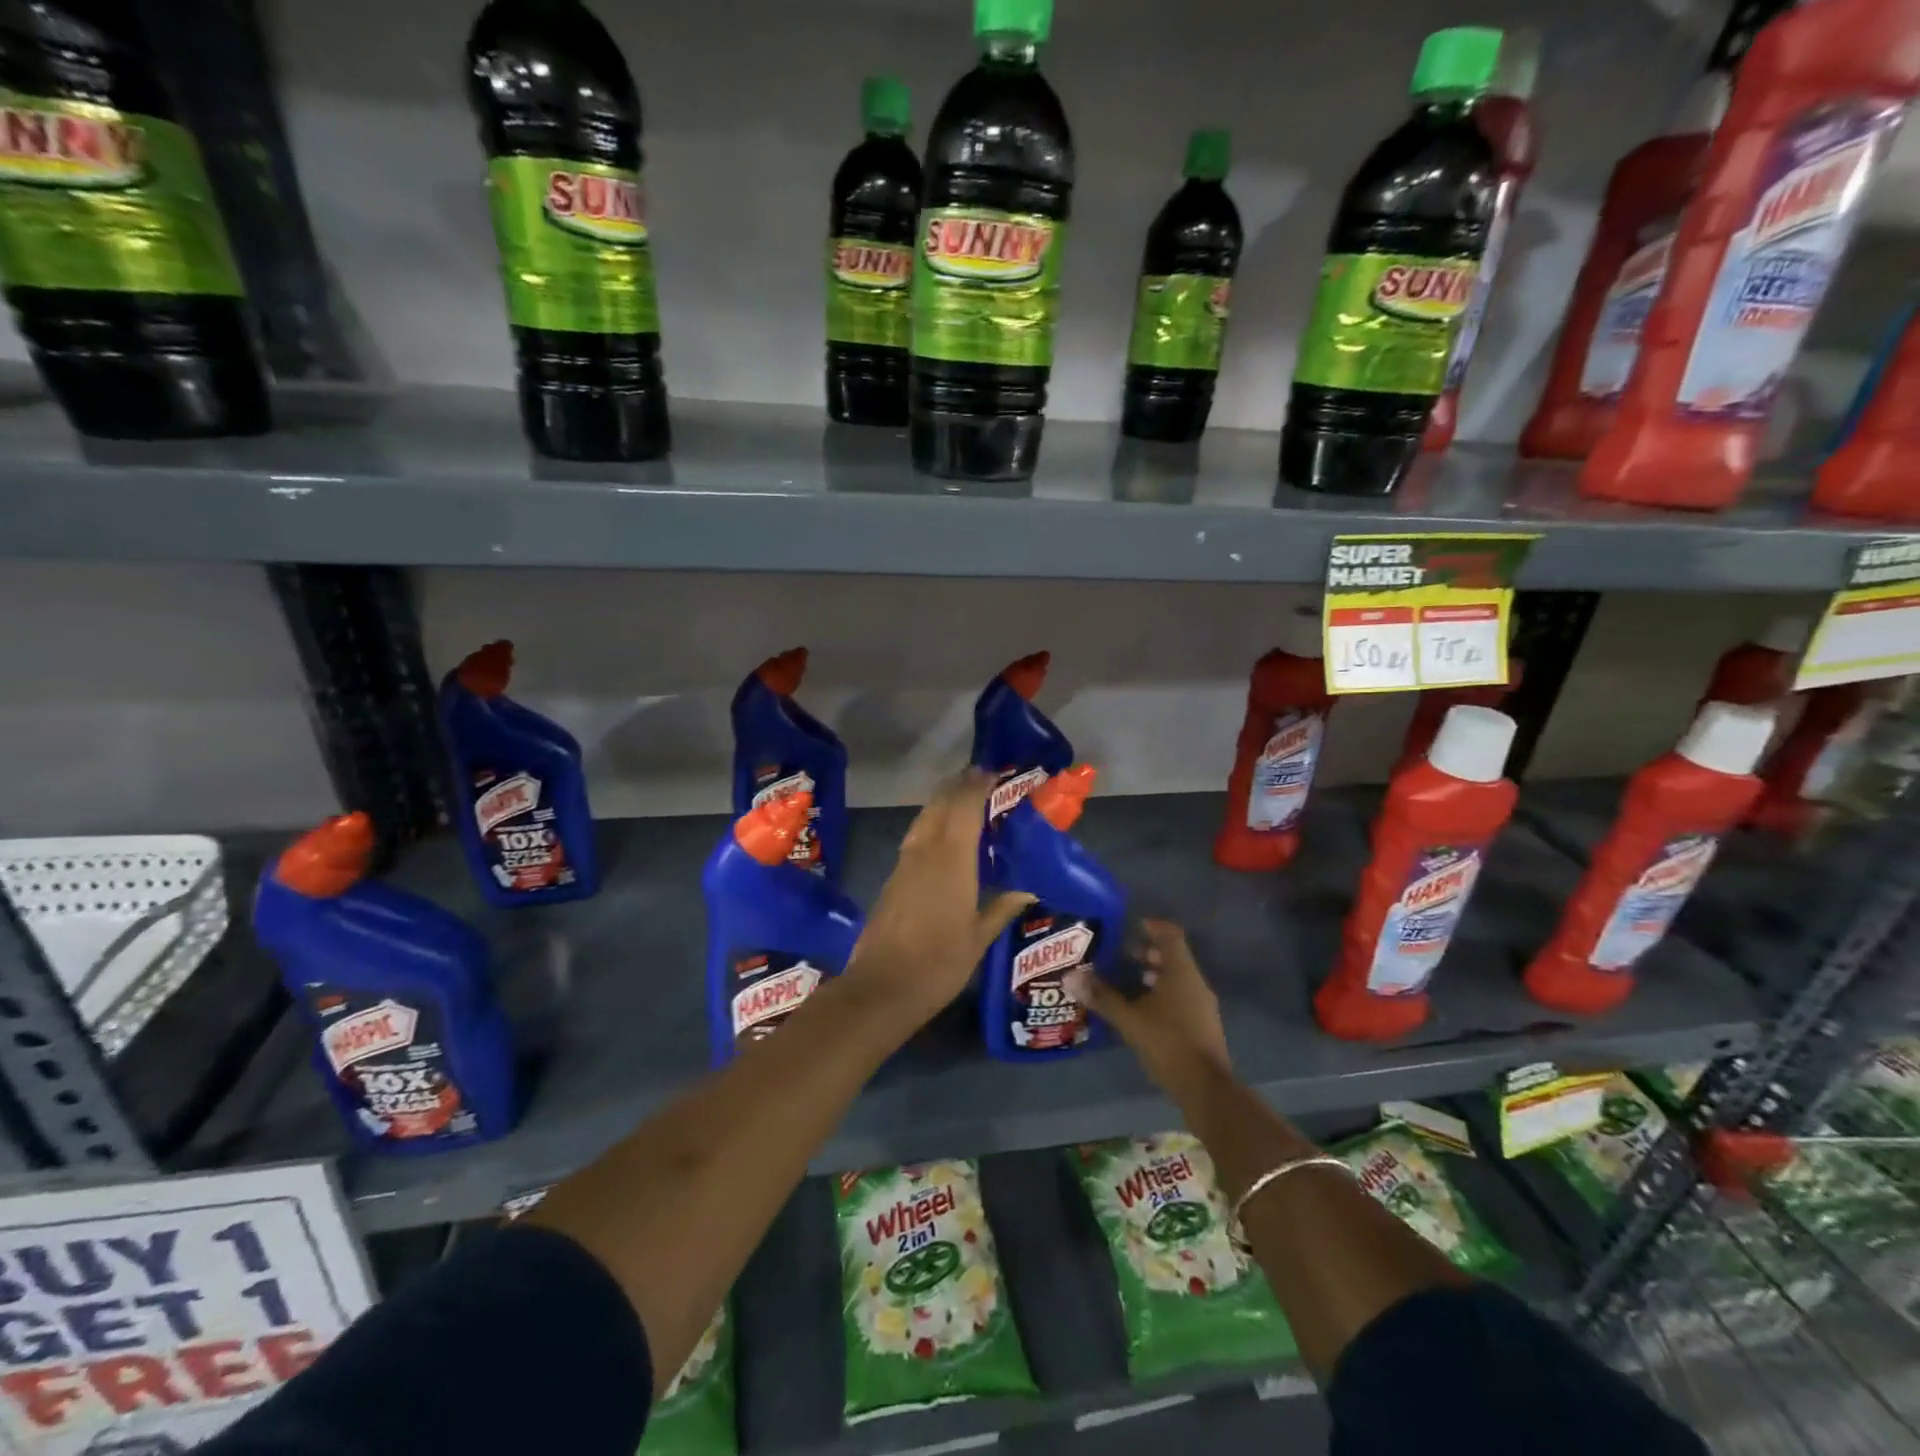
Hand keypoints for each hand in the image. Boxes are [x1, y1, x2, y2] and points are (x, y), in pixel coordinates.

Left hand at [842, 769, 1032, 1025]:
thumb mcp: (978, 939)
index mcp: (952, 860)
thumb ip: (1001, 909)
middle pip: (940, 804)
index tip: (993, 772)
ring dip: (942, 802)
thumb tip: (1027, 892)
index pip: (964, 807)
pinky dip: (931, 824)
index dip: (977, 785)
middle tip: (980, 778)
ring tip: (962, 799)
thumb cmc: (939, 963)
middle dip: (958, 786)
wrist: (882, 987)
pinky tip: (941, 836)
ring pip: (924, 818)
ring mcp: (904, 863)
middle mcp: (925, 852)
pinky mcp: (892, 878)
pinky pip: (915, 837)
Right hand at [1066, 919, 1231, 1104]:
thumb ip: (1102, 997)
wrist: (1206, 1090)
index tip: (1133, 926)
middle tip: (1122, 955)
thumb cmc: (1169, 1044)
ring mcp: (1201, 1006)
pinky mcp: (1201, 1026)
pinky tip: (1140, 1010)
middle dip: (1148, 953)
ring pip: (1176, 979)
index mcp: (1182, 973)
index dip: (1153, 927)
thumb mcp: (1130, 1020)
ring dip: (1154, 975)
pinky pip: (1179, 998)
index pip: (1171, 936)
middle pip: (1173, 957)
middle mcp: (1195, 984)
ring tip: (1127, 981)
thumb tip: (1070, 976)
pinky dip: (1160, 995)